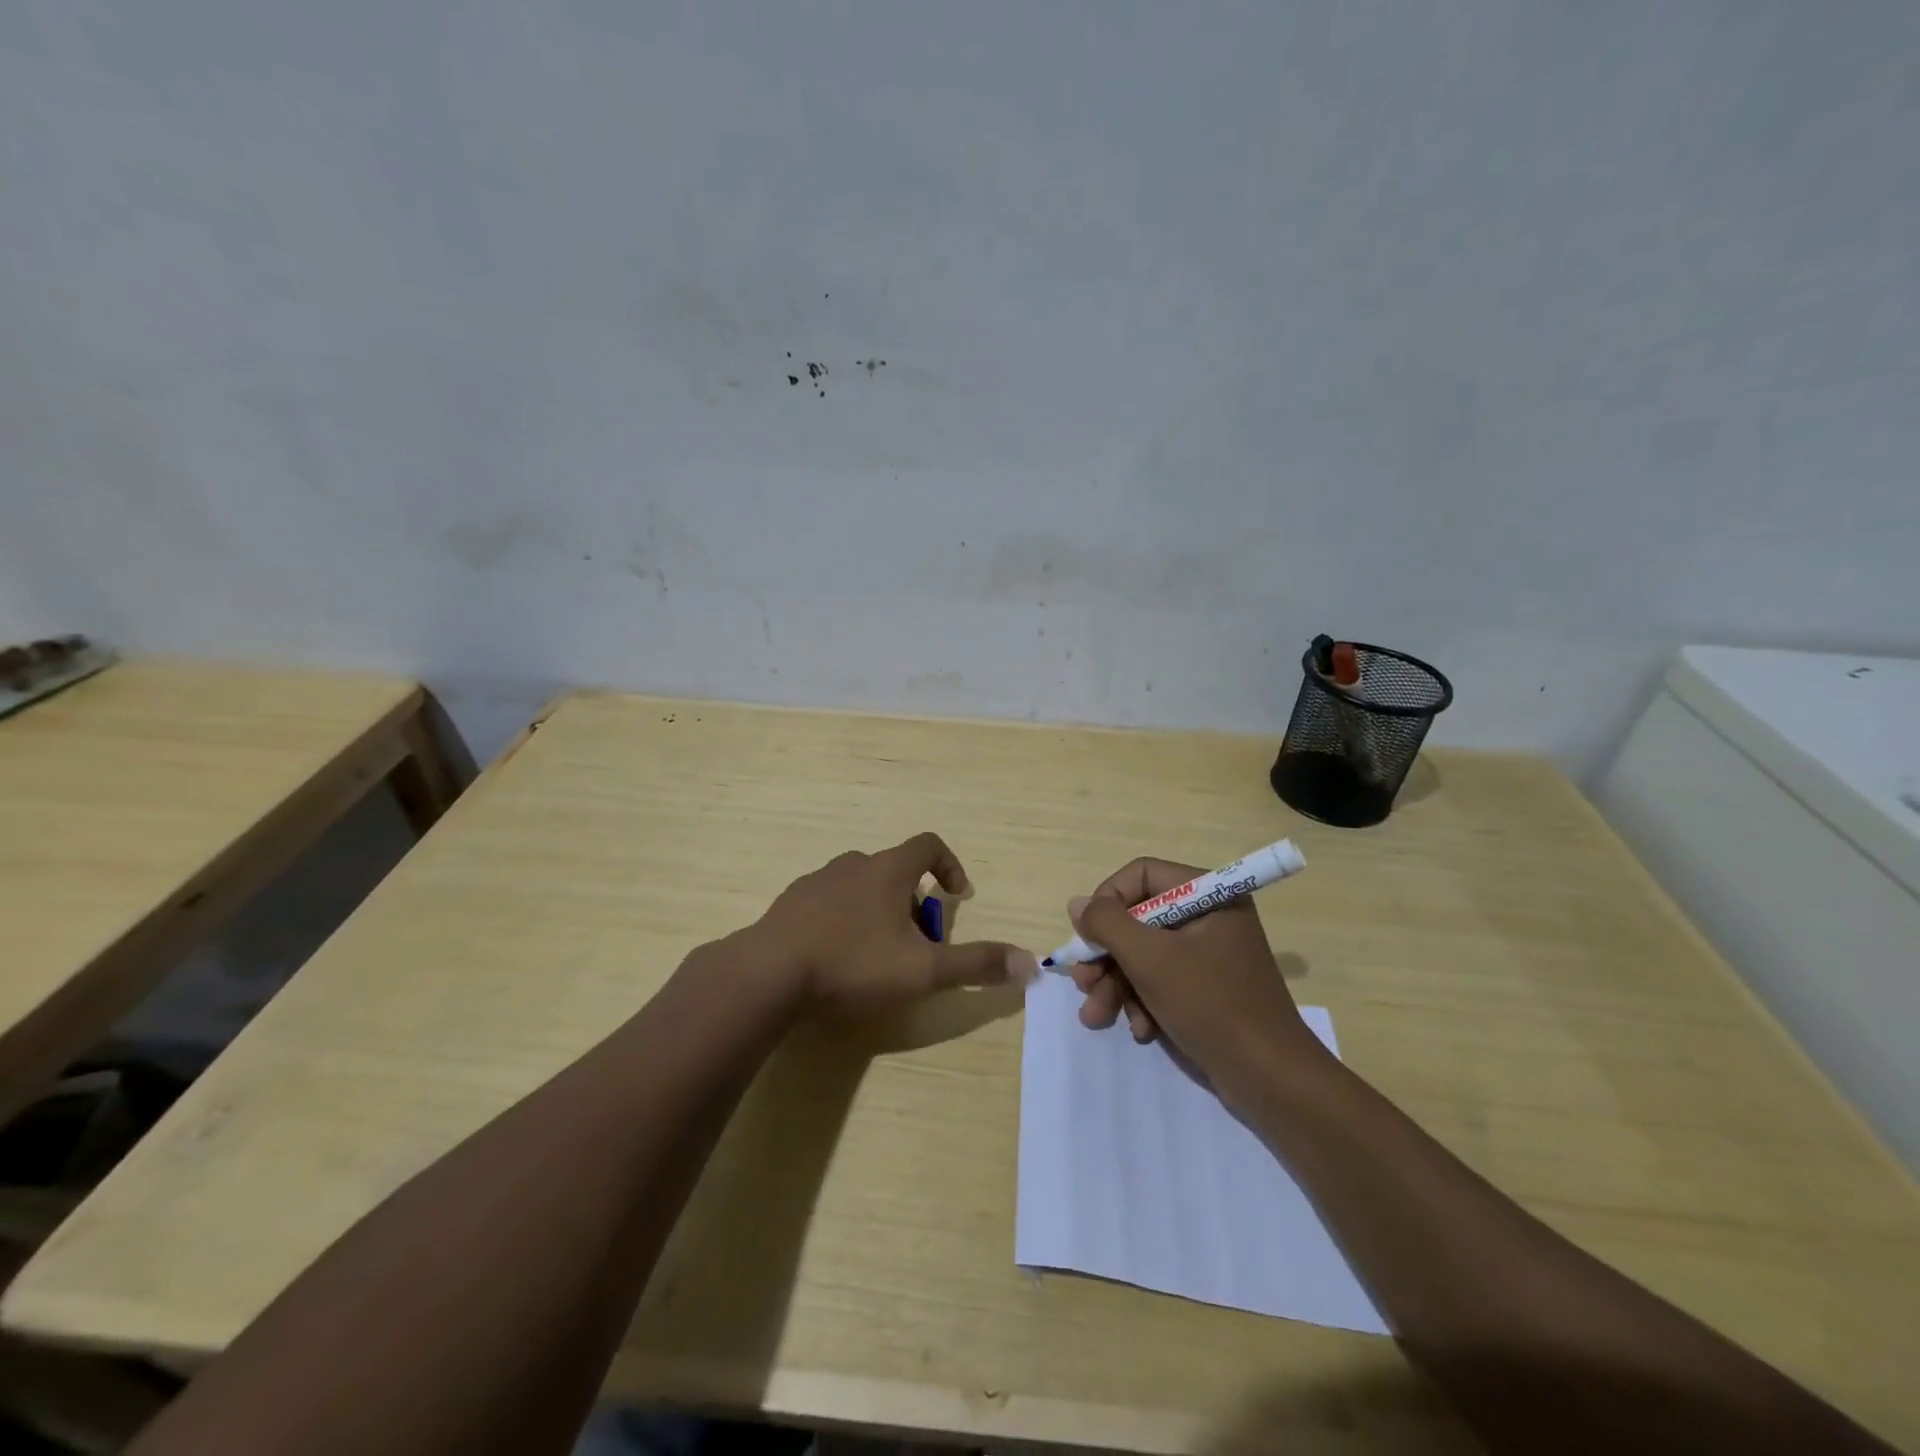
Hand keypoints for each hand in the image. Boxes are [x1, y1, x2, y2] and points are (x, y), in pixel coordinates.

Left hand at [749, 832, 1037, 1014]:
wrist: (768, 974)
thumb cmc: (853, 964)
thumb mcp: (924, 970)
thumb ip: (976, 965)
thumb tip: (1031, 964)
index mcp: (888, 870)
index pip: (929, 844)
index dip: (950, 864)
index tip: (956, 896)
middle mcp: (853, 864)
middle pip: (895, 869)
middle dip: (914, 901)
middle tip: (916, 943)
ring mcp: (817, 881)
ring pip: (860, 885)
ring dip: (878, 910)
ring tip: (877, 954)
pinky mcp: (790, 903)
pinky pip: (828, 901)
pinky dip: (843, 919)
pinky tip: (836, 957)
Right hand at [1068, 857, 1327, 1092]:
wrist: (1271, 1080)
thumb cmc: (1211, 1006)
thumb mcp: (1151, 960)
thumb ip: (1108, 925)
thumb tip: (1078, 904)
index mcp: (1208, 894)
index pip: (1141, 875)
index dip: (1108, 901)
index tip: (1088, 936)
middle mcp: (1208, 916)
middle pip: (1138, 918)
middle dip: (1107, 956)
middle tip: (1084, 984)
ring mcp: (1208, 954)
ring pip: (1144, 954)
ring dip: (1117, 985)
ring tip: (1097, 1017)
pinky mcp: (1206, 988)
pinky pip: (1161, 980)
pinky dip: (1143, 1002)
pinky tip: (1141, 1030)